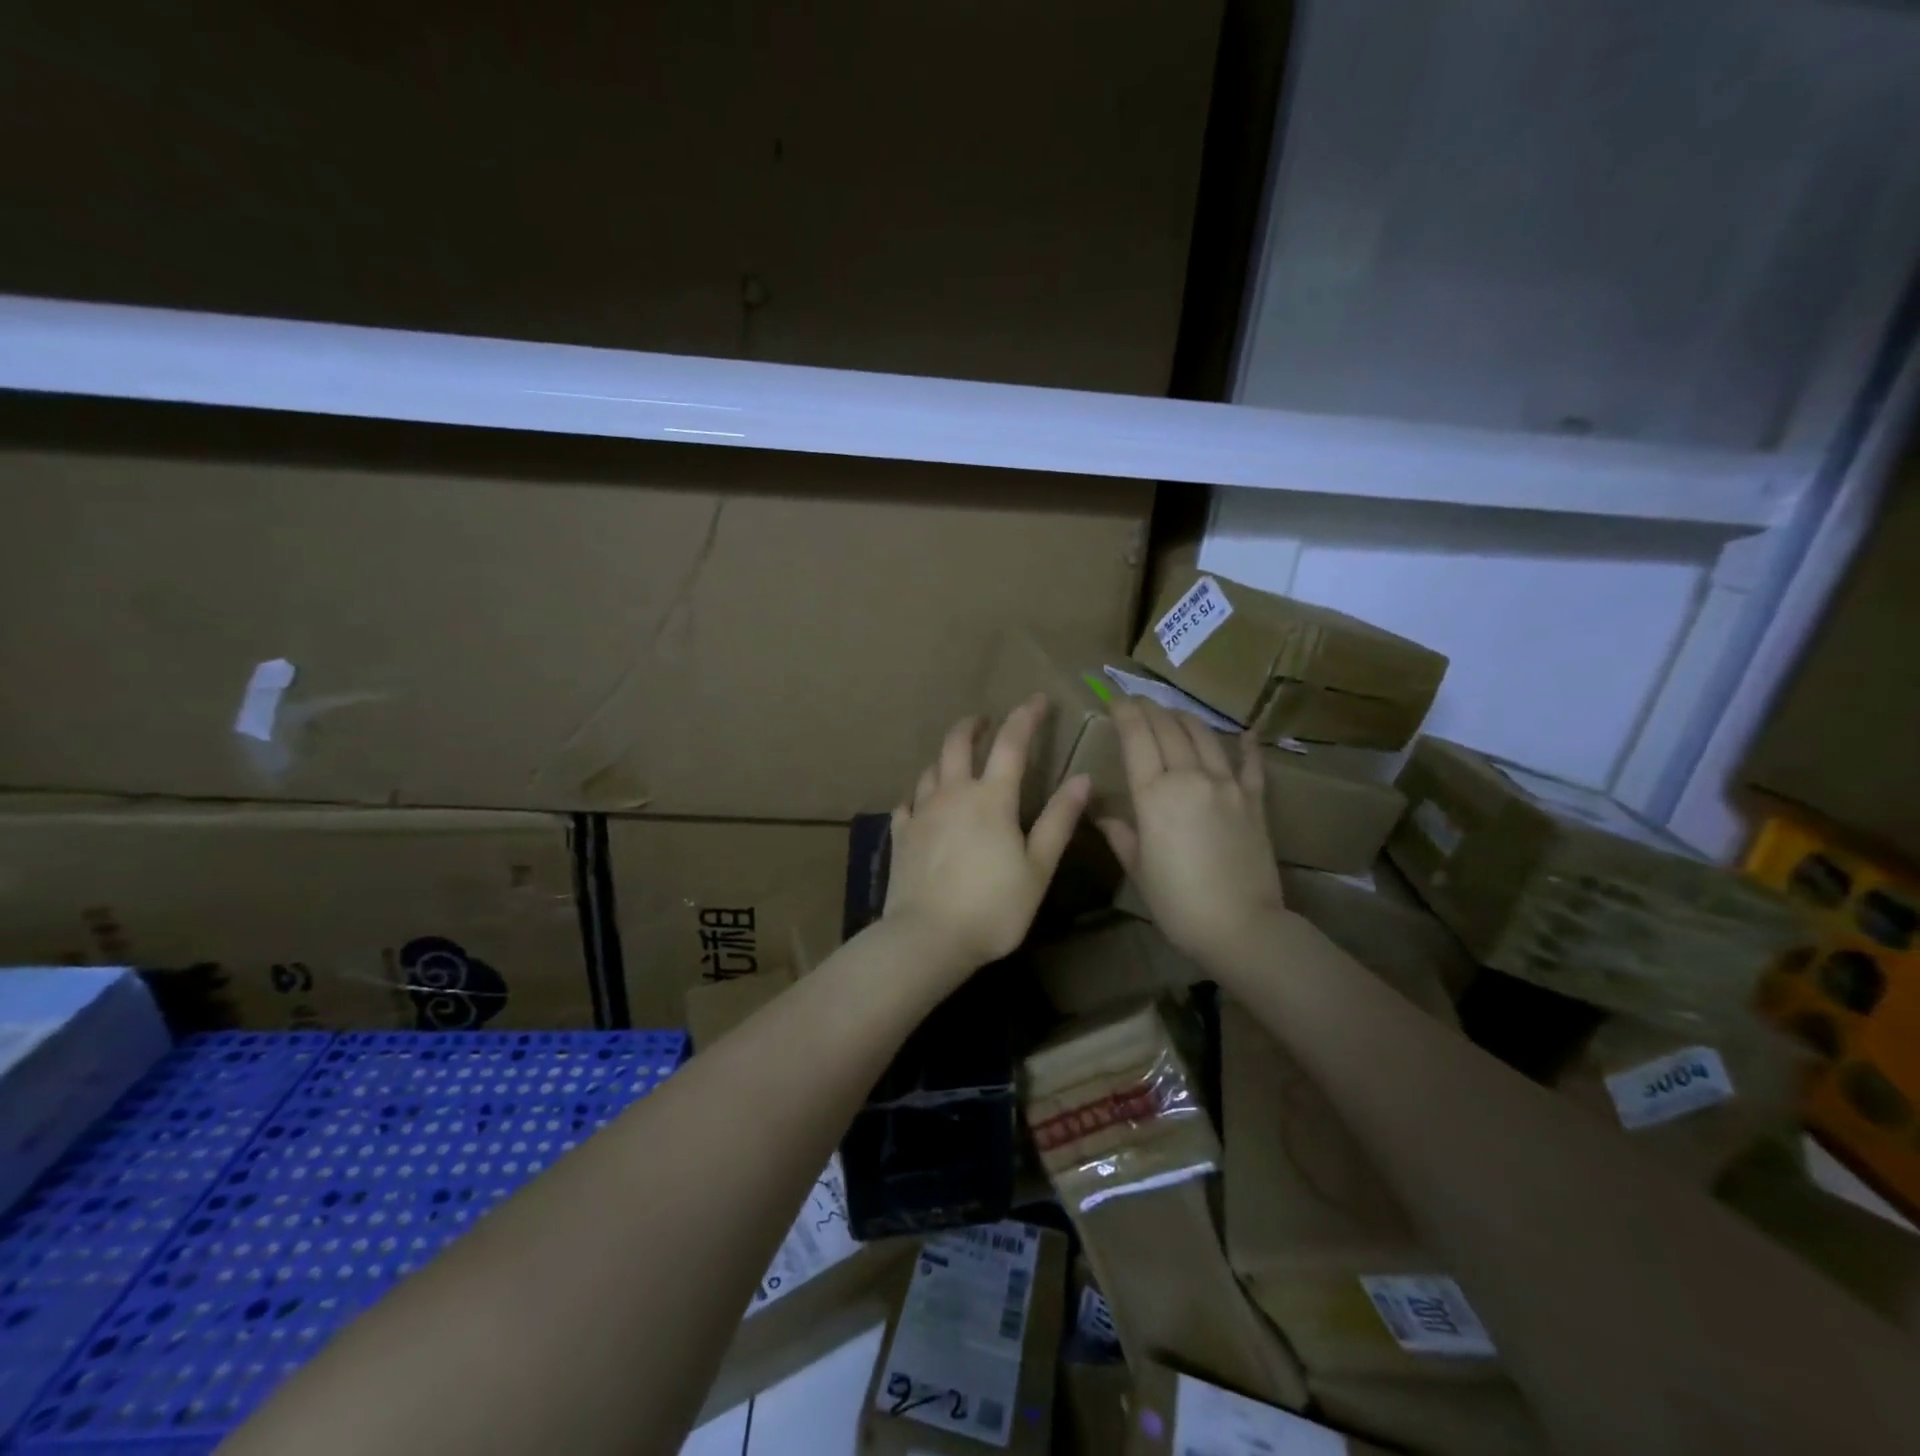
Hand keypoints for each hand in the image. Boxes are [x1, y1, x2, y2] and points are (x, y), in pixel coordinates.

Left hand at [883, 694, 1090, 980]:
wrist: (927, 938)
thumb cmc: (993, 907)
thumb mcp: (1037, 868)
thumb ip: (1058, 821)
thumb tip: (1082, 779)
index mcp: (991, 798)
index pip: (1012, 743)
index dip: (1026, 717)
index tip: (1038, 700)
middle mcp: (953, 794)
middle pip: (958, 744)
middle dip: (973, 725)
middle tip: (985, 721)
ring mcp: (922, 813)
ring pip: (931, 770)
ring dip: (946, 758)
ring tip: (956, 761)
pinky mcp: (900, 835)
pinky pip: (908, 803)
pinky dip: (920, 796)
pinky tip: (922, 805)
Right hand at [1099, 698, 1286, 968]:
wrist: (1241, 925)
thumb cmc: (1177, 902)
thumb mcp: (1138, 868)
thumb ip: (1121, 834)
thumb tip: (1104, 814)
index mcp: (1154, 794)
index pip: (1136, 738)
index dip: (1125, 713)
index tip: (1115, 700)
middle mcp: (1190, 778)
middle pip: (1168, 729)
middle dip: (1150, 709)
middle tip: (1138, 702)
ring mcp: (1227, 785)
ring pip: (1204, 736)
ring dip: (1185, 719)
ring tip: (1173, 713)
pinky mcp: (1254, 800)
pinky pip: (1251, 764)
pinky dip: (1247, 745)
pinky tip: (1245, 732)